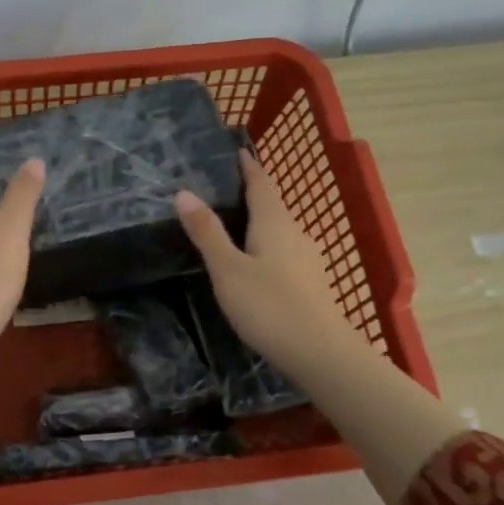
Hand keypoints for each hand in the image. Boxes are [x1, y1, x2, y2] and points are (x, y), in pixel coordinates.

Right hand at [174, 154, 354, 375]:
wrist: (320, 353)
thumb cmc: (269, 306)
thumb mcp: (227, 269)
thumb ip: (207, 232)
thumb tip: (183, 192)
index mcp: (274, 223)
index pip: (261, 184)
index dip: (249, 167)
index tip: (237, 151)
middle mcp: (295, 234)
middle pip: (272, 206)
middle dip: (252, 194)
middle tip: (224, 188)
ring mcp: (307, 260)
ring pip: (280, 231)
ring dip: (260, 222)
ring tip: (234, 225)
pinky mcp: (311, 283)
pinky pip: (285, 252)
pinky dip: (267, 246)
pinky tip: (256, 262)